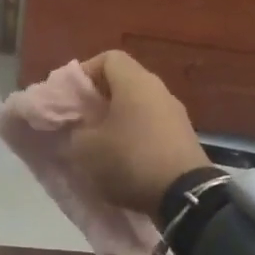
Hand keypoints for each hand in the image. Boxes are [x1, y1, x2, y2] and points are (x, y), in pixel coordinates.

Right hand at [66, 50, 211, 215]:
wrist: (185, 196)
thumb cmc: (130, 159)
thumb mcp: (86, 148)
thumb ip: (74, 131)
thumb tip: (77, 128)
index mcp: (135, 82)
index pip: (108, 58)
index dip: (84, 72)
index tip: (69, 96)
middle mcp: (159, 90)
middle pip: (123, 82)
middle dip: (97, 98)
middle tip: (78, 119)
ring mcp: (175, 114)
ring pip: (137, 105)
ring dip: (115, 118)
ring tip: (97, 141)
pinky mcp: (183, 137)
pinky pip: (150, 125)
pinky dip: (133, 134)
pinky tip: (121, 157)